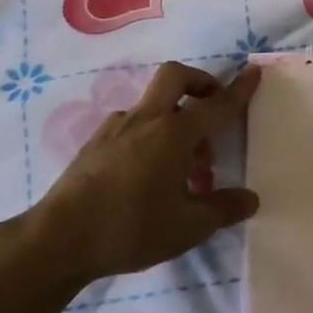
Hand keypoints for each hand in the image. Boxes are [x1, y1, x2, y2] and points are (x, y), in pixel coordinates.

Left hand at [18, 61, 261, 285]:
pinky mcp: (94, 143)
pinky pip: (132, 124)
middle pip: (176, 77)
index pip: (216, 105)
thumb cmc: (131, 228)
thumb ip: (223, 209)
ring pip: (154, 105)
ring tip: (184, 168)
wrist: (58, 240)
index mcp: (174, 133)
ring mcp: (115, 128)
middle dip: (201, 83)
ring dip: (176, 120)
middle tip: (213, 109)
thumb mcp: (189, 226)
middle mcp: (146, 120)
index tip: (254, 72)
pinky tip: (150, 173)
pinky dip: (150, 135)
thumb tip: (250, 198)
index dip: (239, 90)